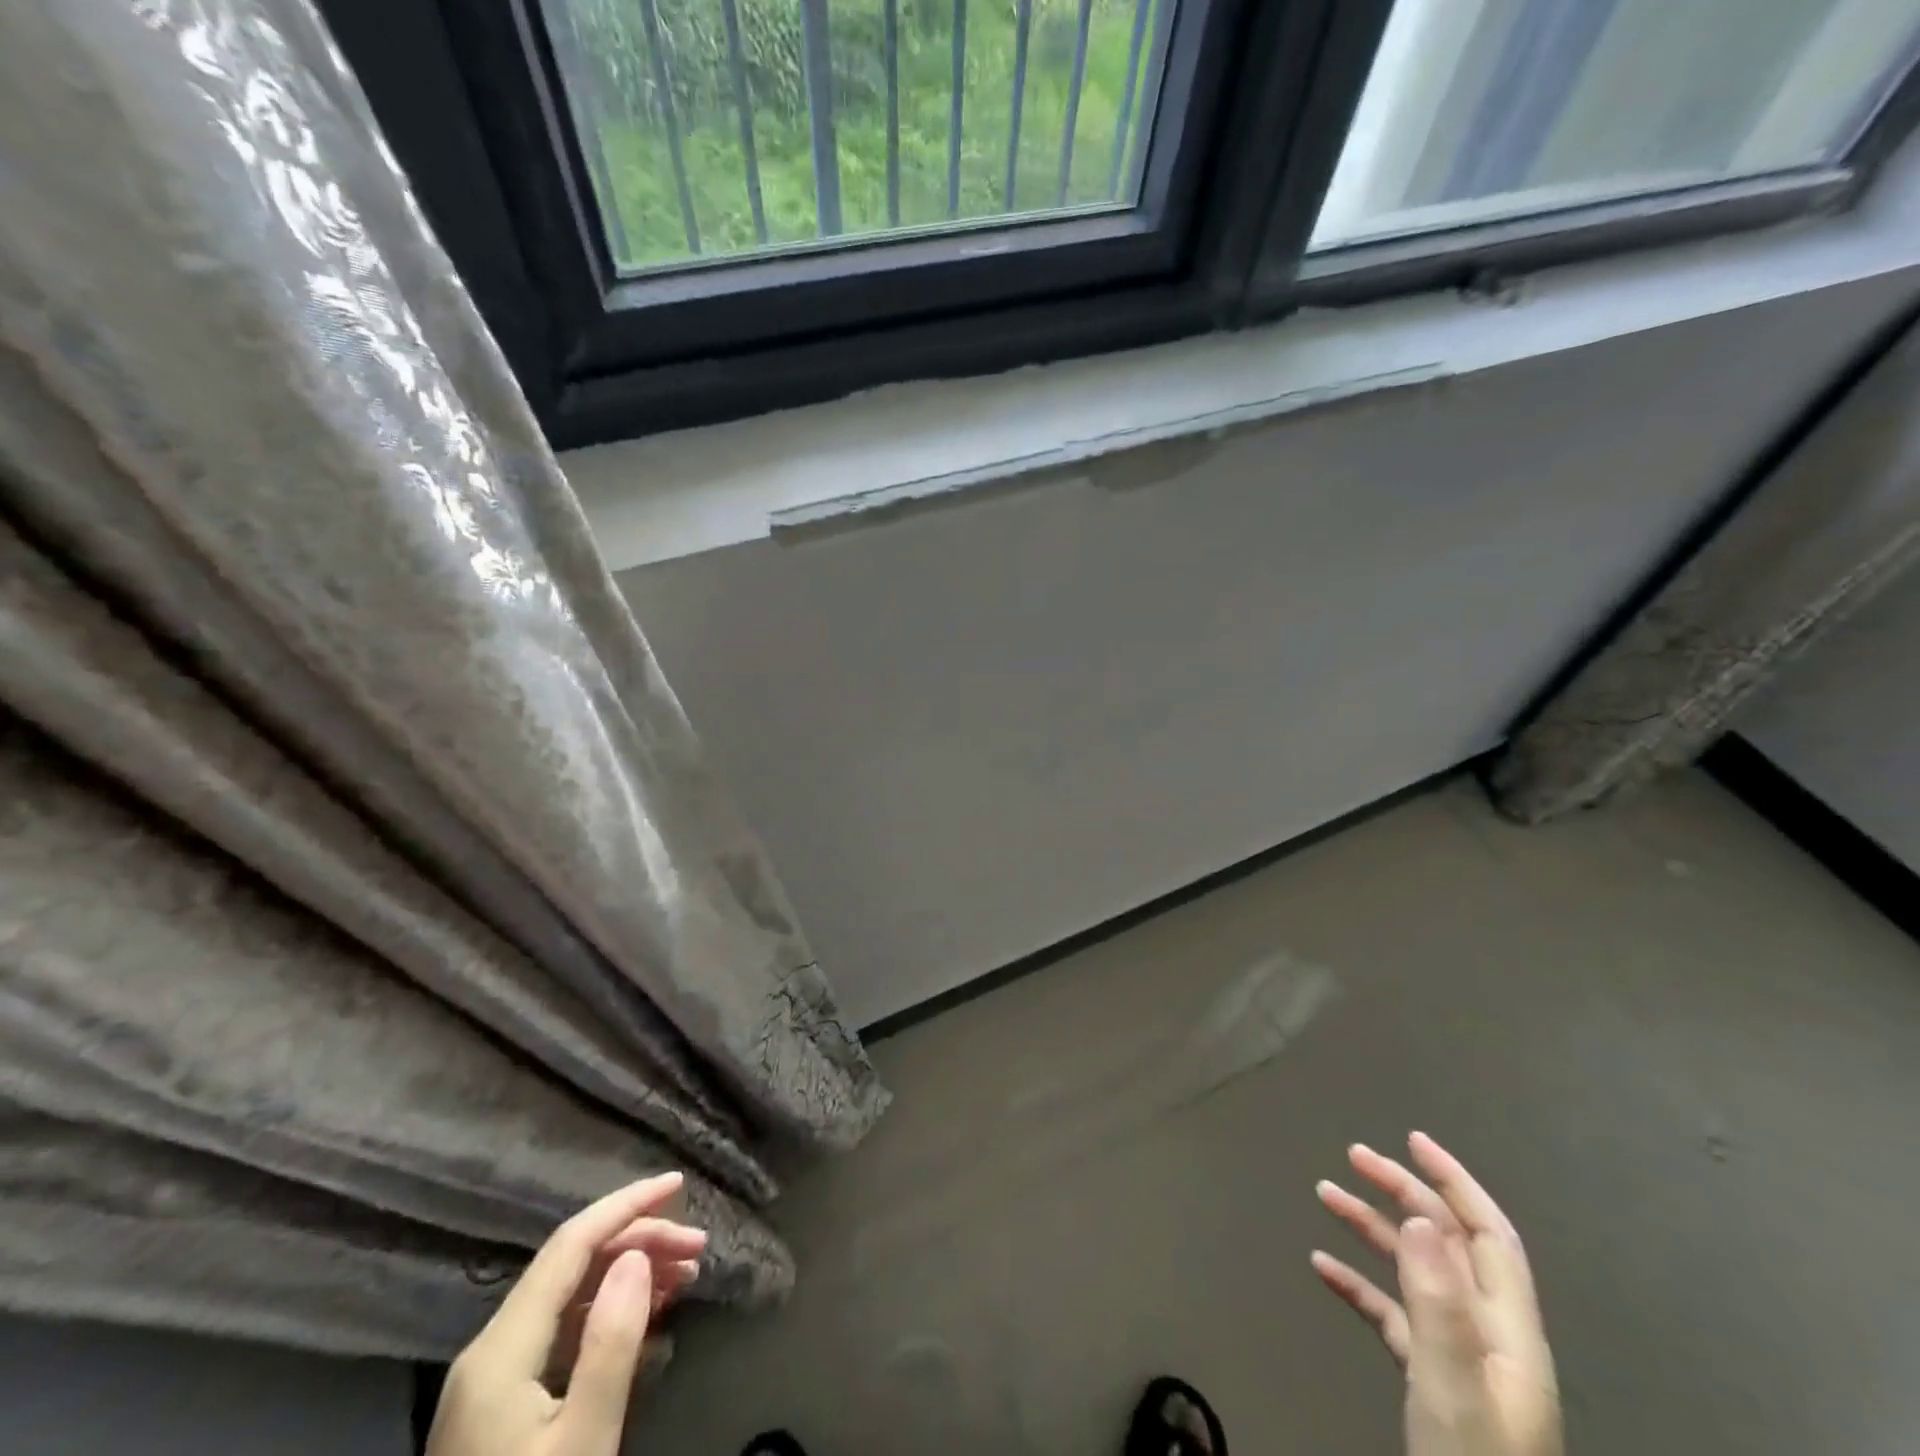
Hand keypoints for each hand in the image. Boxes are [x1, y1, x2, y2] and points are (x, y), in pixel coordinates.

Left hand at [428, 1172, 708, 1455]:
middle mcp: (491, 1347)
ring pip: (569, 1294)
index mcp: (501, 1349)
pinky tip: (648, 1317)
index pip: (570, 1244)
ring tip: (686, 1277)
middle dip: (639, 1241)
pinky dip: (608, 1310)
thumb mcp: (583, 1441)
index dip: (626, 1204)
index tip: (679, 1184)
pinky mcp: (501, 1403)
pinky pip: (562, 1330)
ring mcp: (492, 1377)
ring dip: (629, 1274)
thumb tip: (638, 1254)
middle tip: (699, 1249)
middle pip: (572, 1264)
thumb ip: (610, 1345)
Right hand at [1311, 1133, 1561, 1455]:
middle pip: (1447, 1243)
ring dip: (1372, 1229)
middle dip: (1402, 1192)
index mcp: (1507, 1330)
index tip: (1411, 1140)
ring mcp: (1460, 1359)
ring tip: (1324, 1194)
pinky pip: (1392, 1314)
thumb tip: (1424, 1217)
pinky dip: (1358, 1283)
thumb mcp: (1453, 1387)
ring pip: (1415, 1272)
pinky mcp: (1432, 1381)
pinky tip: (1322, 1268)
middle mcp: (1488, 1335)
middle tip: (1353, 1156)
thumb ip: (1440, 1303)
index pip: (1488, 1234)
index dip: (1454, 1181)